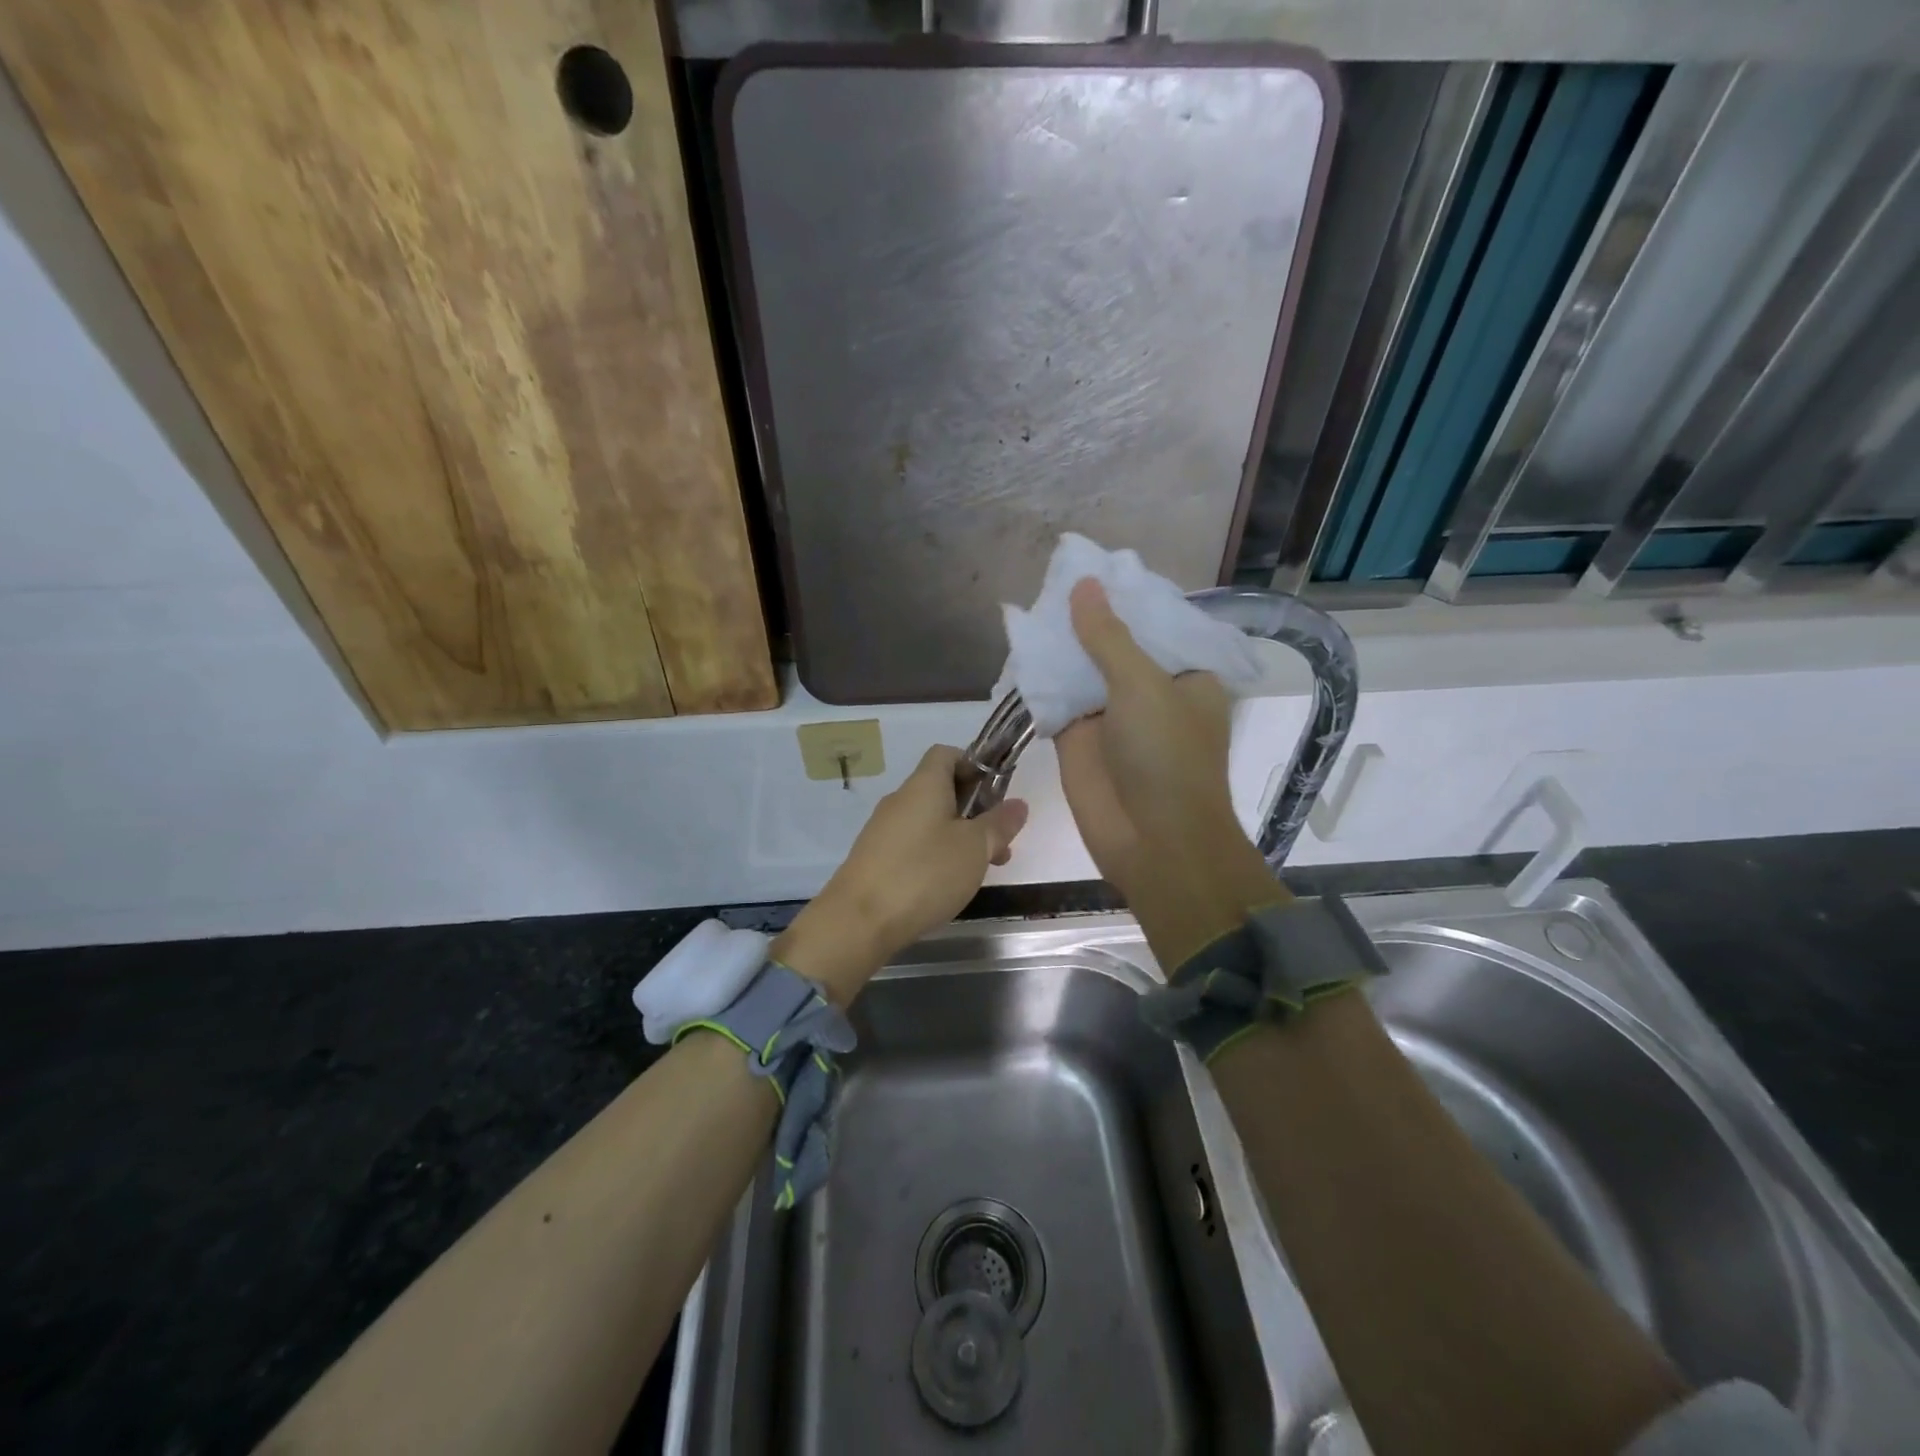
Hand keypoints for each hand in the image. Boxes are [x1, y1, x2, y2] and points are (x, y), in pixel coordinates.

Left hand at [775, 745, 1028, 1004]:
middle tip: (999, 843)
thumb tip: (1018, 804)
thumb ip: (999, 823)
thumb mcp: (975, 848)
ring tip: (981, 870)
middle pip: (941, 790)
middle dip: (975, 810)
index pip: (947, 754)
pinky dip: (936, 856)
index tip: (996, 792)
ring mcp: (883, 830)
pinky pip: (913, 845)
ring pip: (930, 821)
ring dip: (959, 837)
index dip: (974, 765)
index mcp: (924, 785)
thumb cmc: (924, 873)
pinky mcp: (875, 859)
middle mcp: (901, 800)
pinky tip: (948, 885)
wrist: (858, 920)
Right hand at [1055, 579, 1284, 961]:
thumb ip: (1109, 636)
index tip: (1095, 566)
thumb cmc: (1166, 757)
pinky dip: (1041, 677)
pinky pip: (1058, 699)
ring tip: (1033, 602)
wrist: (1152, 842)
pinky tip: (1020, 646)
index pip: (1156, 624)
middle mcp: (1151, 692)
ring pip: (1083, 670)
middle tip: (1054, 577)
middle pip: (1115, 644)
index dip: (1127, 597)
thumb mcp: (1143, 686)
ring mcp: (1112, 716)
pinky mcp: (1079, 739)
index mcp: (1186, 676)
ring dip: (1062, 645)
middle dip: (1088, 618)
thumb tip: (1083, 584)